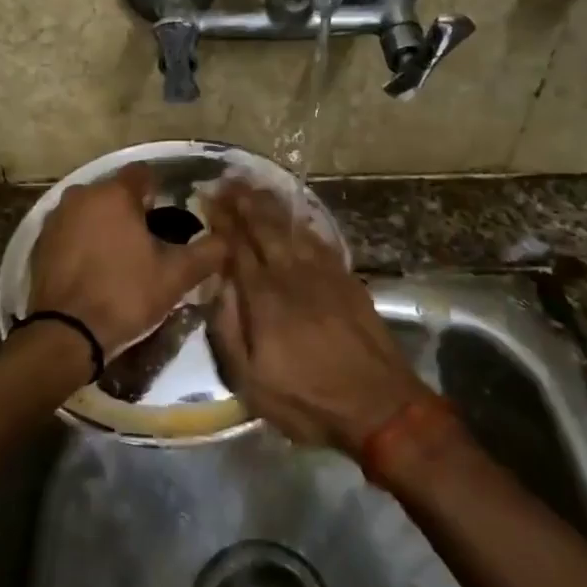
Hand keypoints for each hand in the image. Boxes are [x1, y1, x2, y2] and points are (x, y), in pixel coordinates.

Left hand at [26, 165, 227, 358]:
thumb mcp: (176, 275)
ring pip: (91, 211)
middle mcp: (80, 195)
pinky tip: (97, 268)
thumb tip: (227, 240)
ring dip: (107, 225)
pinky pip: (72, 232)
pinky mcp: (41, 243)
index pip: (144, 174)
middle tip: (152, 241)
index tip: (171, 216)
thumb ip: (208, 252)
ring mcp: (56, 218)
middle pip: (115, 192)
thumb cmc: (125, 294)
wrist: (66, 334)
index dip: (161, 191)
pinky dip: (85, 242)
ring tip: (125, 256)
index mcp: (113, 193)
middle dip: (133, 210)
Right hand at [203, 179, 430, 452]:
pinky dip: (302, 221)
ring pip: (292, 227)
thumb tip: (216, 285)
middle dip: (243, 201)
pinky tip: (295, 214)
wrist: (380, 406)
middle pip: (264, 227)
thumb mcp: (251, 381)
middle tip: (226, 179)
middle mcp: (292, 275)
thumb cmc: (308, 399)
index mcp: (264, 297)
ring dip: (270, 204)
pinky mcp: (347, 280)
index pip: (236, 246)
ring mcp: (324, 274)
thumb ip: (227, 329)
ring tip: (253, 185)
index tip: (206, 196)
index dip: (221, 219)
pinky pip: (319, 239)